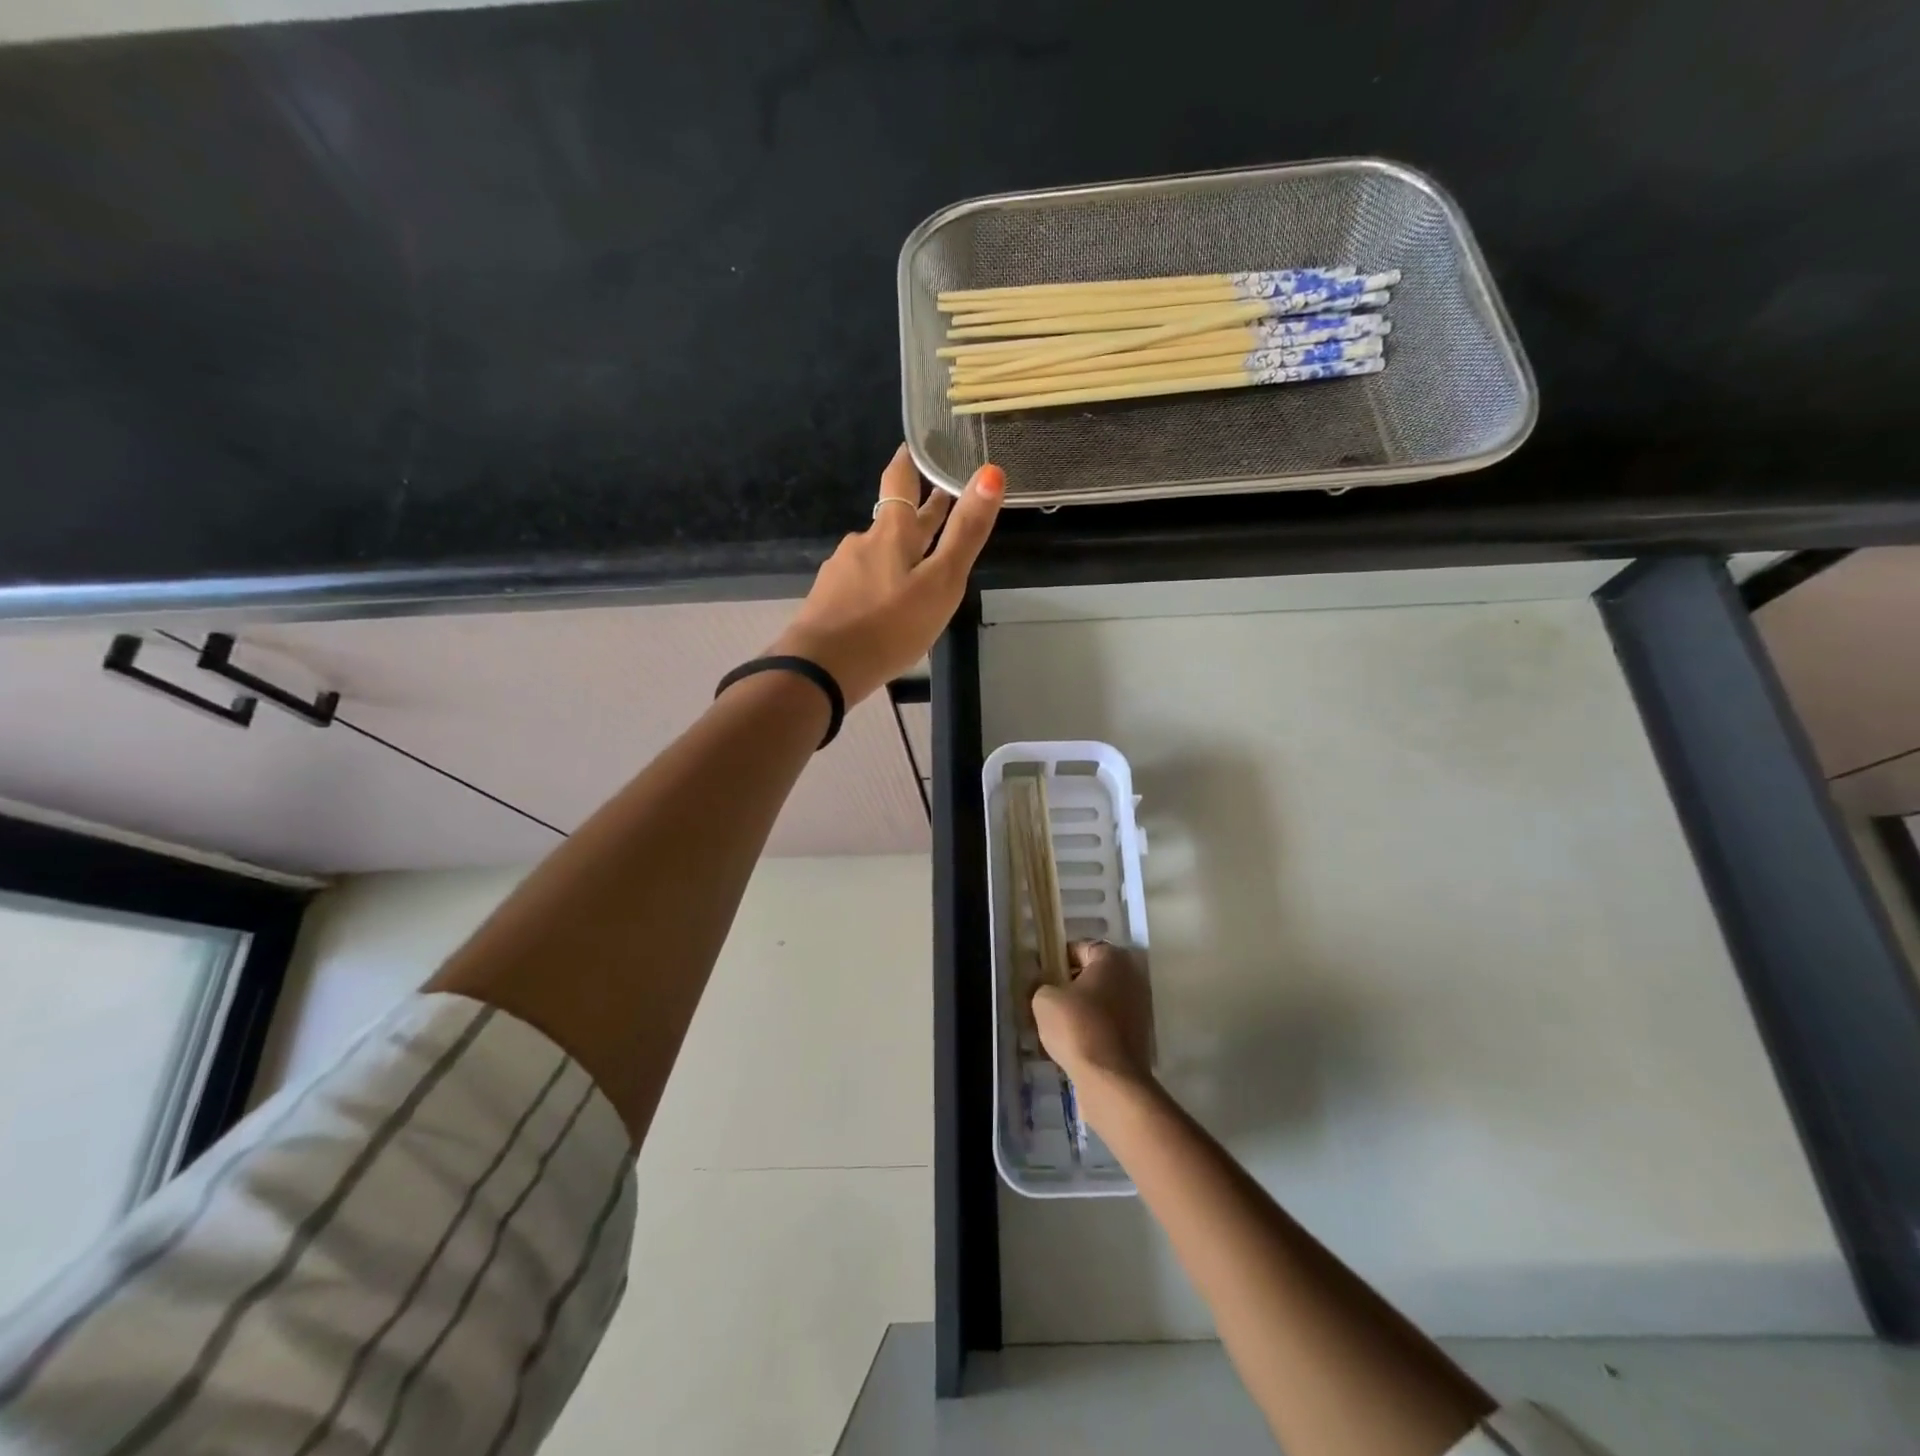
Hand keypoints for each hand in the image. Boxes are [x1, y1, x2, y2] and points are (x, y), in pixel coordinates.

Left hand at [768, 445, 1003, 705]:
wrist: (822, 669)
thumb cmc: (889, 625)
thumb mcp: (940, 582)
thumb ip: (965, 532)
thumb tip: (991, 472)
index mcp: (891, 533)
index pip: (900, 480)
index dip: (909, 461)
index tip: (916, 446)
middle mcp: (863, 543)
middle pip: (893, 520)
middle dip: (918, 512)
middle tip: (940, 500)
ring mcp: (842, 572)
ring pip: (877, 553)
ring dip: (899, 552)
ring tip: (918, 565)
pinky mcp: (829, 601)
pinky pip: (861, 583)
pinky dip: (879, 583)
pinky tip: (885, 602)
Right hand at [1033, 940, 1154, 1088]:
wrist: (1110, 1080)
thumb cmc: (1077, 1027)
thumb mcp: (1044, 999)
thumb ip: (1041, 984)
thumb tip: (1043, 985)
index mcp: (1112, 959)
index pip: (1081, 948)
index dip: (1058, 959)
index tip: (1042, 975)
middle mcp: (1131, 978)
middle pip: (1092, 975)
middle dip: (1069, 986)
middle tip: (1045, 1000)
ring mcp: (1138, 1009)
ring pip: (1099, 1003)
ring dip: (1079, 1011)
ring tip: (1053, 1027)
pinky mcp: (1137, 1038)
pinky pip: (1106, 1026)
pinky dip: (1090, 1031)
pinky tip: (1069, 1046)